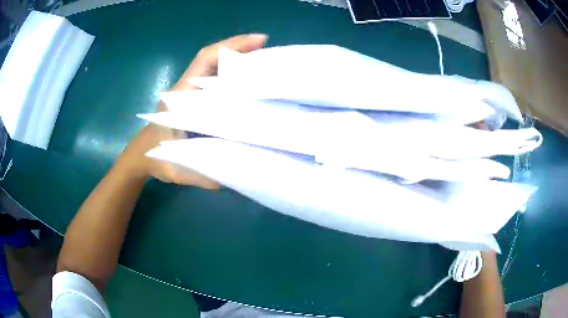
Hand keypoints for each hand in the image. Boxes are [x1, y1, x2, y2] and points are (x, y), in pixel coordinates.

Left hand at [118, 34, 268, 187]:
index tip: (260, 41)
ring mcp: (188, 90)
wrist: (140, 155)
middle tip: (272, 52)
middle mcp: (184, 88)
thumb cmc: (155, 158)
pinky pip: (214, 78)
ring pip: (214, 66)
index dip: (231, 46)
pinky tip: (249, 80)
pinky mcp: (191, 96)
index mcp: (179, 98)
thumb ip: (202, 175)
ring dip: (239, 59)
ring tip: (266, 62)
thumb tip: (236, 173)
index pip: (205, 60)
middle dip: (242, 49)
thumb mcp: (176, 170)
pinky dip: (232, 73)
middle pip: (213, 57)